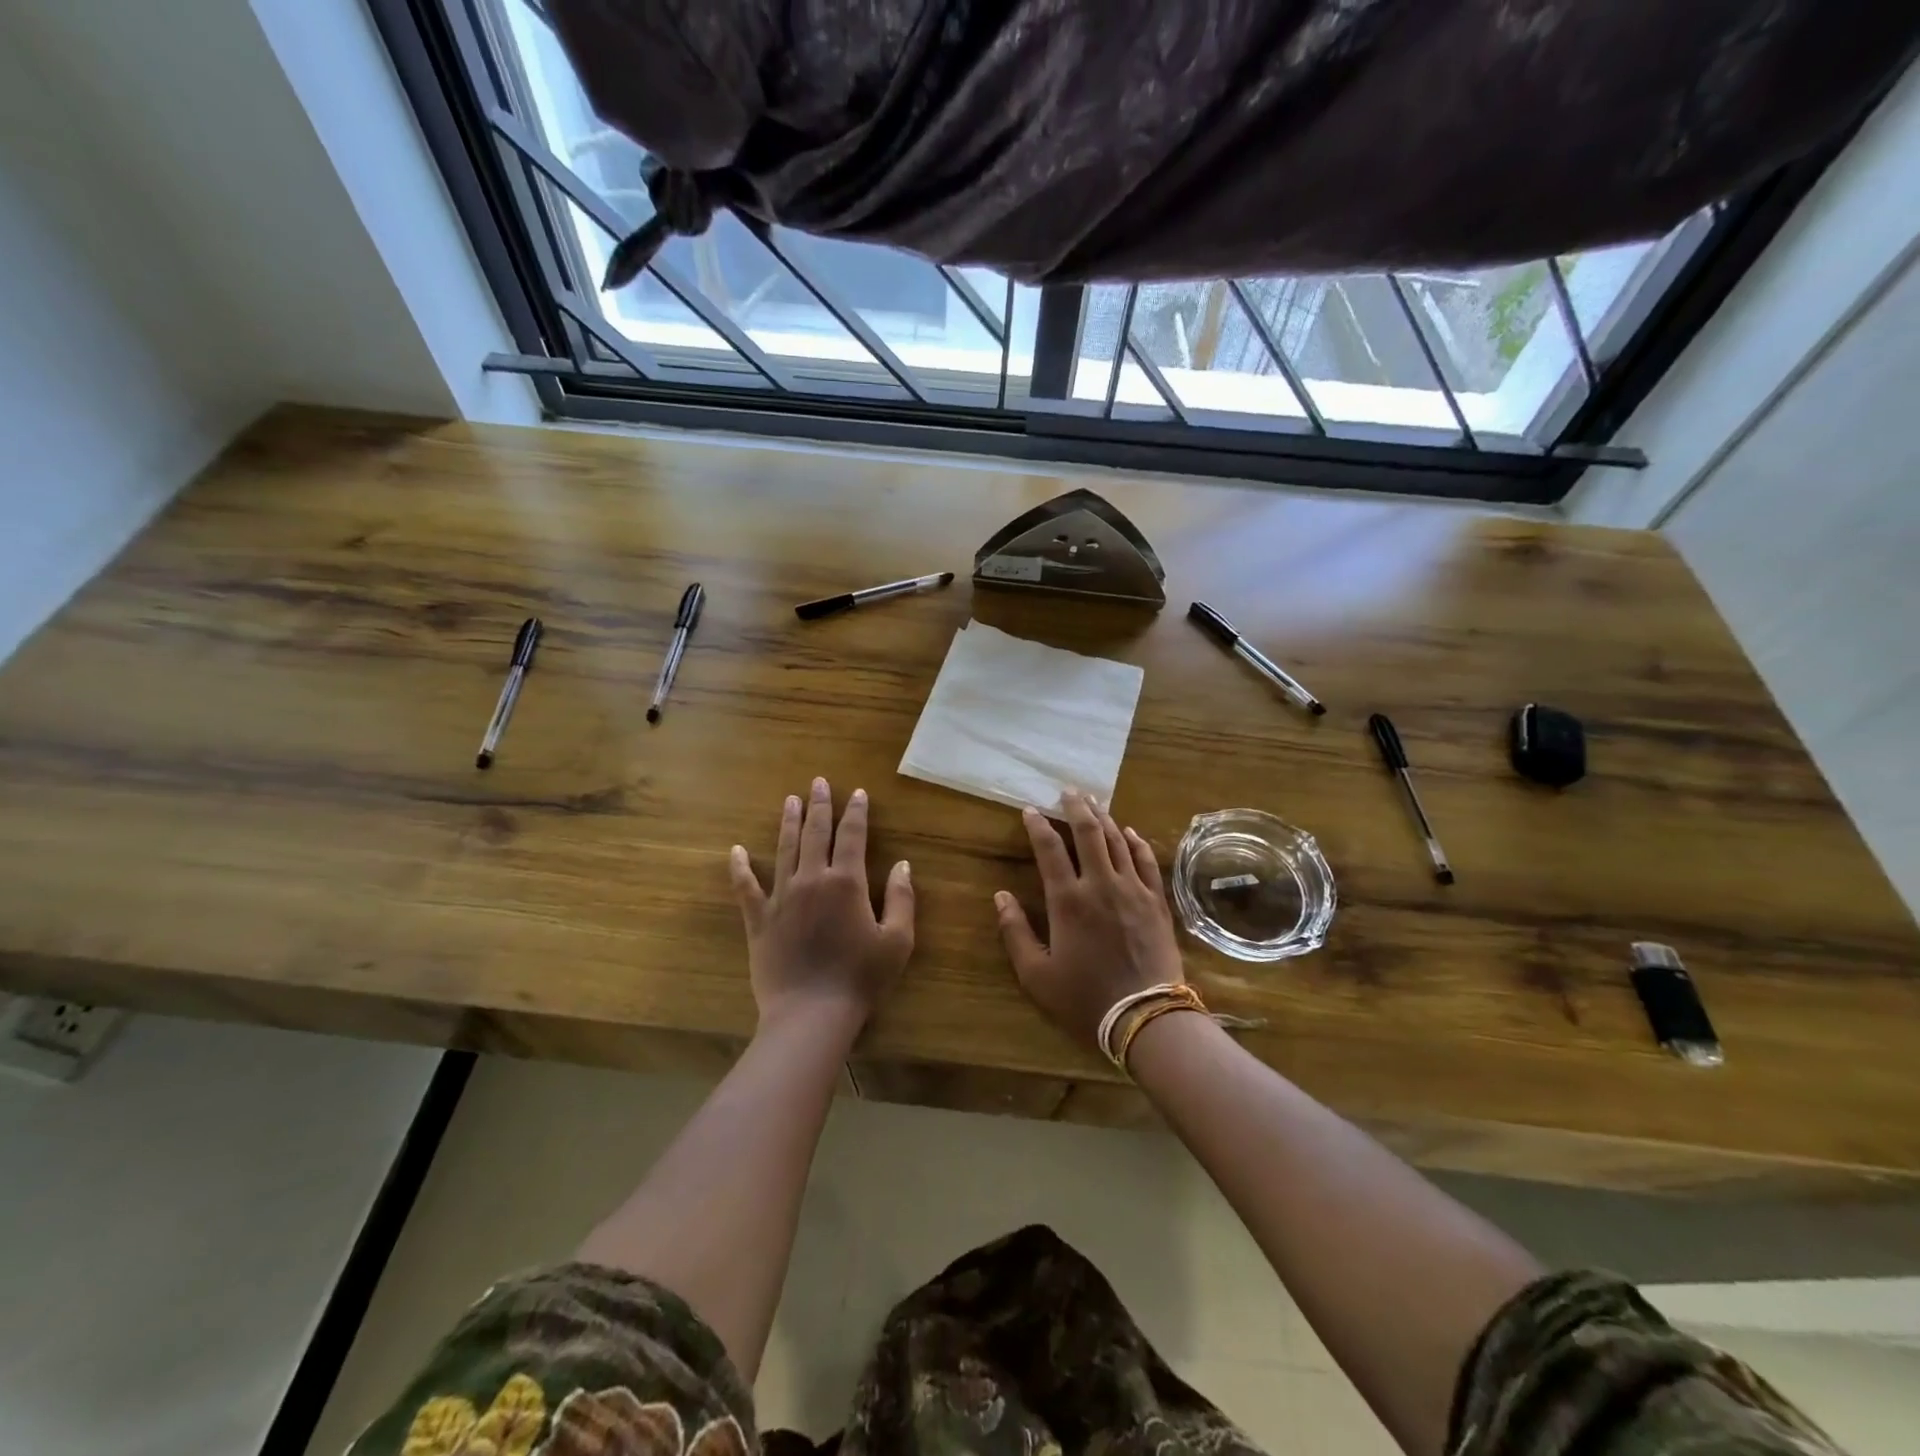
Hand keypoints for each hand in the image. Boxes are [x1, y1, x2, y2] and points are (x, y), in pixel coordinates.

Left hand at [730, 777, 913, 1035]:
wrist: (811, 1013)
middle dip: (820, 805)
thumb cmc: (861, 978)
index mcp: (847, 882)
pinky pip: (746, 887)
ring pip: (784, 849)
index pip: (853, 836)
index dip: (856, 812)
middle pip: (816, 833)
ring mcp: (781, 897)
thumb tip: (903, 864)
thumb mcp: (897, 940)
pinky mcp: (759, 919)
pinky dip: (740, 868)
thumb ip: (902, 898)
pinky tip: (735, 851)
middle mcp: (812, 879)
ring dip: (788, 823)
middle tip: (818, 782)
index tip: (857, 793)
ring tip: (790, 800)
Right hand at [994, 790, 1184, 1052]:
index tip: (1030, 810)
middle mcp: (1101, 884)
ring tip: (1093, 802)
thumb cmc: (1085, 998)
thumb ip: (1015, 932)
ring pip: (1118, 840)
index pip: (1049, 849)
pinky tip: (1129, 832)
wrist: (1146, 1017)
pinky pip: (1146, 861)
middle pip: (1088, 833)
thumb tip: (1000, 897)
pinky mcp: (1156, 901)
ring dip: (1104, 817)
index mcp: (1068, 900)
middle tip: (1068, 791)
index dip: (1037, 825)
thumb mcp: (1036, 974)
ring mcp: (1133, 890)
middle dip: (1076, 807)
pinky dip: (1136, 842)